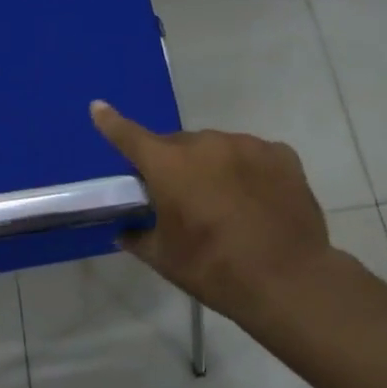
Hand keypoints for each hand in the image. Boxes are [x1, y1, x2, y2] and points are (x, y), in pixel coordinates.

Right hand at [90, 101, 335, 325]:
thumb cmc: (214, 269)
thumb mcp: (165, 259)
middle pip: (179, 146)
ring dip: (212, 166)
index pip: (130, 137)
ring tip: (226, 203)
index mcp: (169, 166)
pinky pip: (253, 155)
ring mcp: (247, 145)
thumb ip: (139, 238)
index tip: (98, 107)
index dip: (111, 123)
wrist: (287, 280)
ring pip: (218, 148)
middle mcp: (206, 144)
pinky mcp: (281, 155)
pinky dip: (246, 170)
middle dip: (174, 165)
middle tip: (183, 200)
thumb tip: (125, 232)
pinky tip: (256, 199)